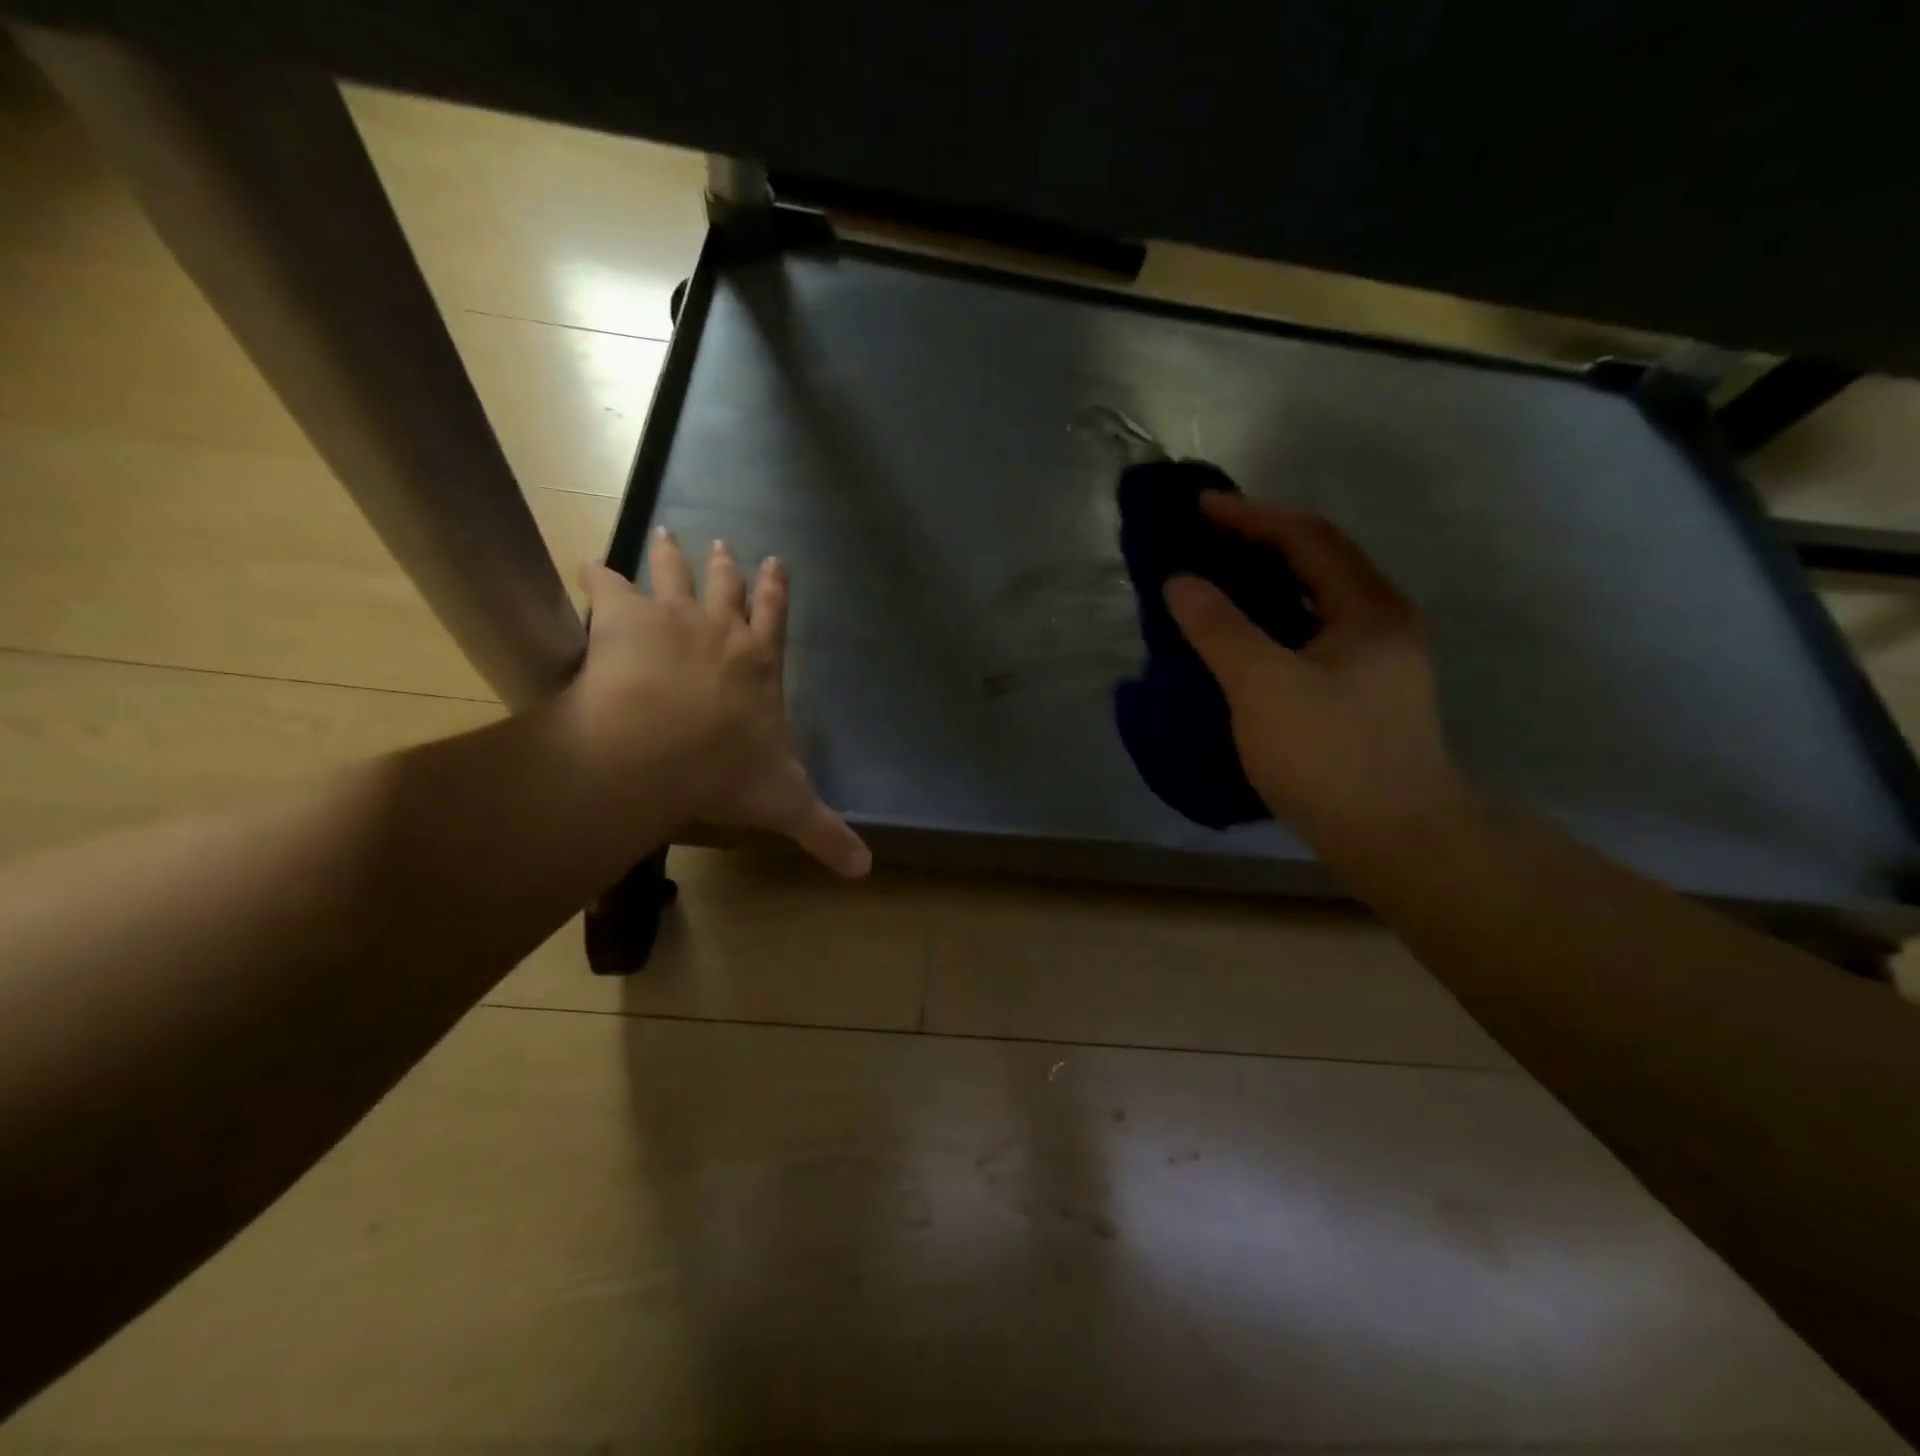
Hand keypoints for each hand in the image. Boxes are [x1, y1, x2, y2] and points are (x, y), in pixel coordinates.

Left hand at [567, 531, 869, 876]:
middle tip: (728, 544)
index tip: (777, 562)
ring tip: (666, 533)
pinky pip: (608, 586)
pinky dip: (598, 575)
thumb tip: (865, 870)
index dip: (776, 590)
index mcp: (760, 663)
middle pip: (727, 588)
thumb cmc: (727, 772)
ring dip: (671, 555)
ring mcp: (673, 618)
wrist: (660, 749)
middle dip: (729, 568)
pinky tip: (589, 564)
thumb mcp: (785, 803)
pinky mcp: (623, 618)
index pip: (775, 618)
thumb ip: (823, 831)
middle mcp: (722, 630)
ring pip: (674, 576)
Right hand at [1164, 494, 1473, 854]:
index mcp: (1368, 608)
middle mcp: (1382, 623)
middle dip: (1262, 544)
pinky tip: (1246, 643)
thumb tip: (1179, 582)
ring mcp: (1379, 662)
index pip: (1308, 537)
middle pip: (1319, 563)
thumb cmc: (1330, 755)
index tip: (1200, 508)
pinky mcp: (1364, 696)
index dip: (1252, 516)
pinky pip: (1314, 637)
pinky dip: (1276, 624)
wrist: (1395, 840)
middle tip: (1206, 542)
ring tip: (1219, 584)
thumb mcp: (1264, 686)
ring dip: (1269, 585)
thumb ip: (1219, 629)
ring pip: (1317, 603)